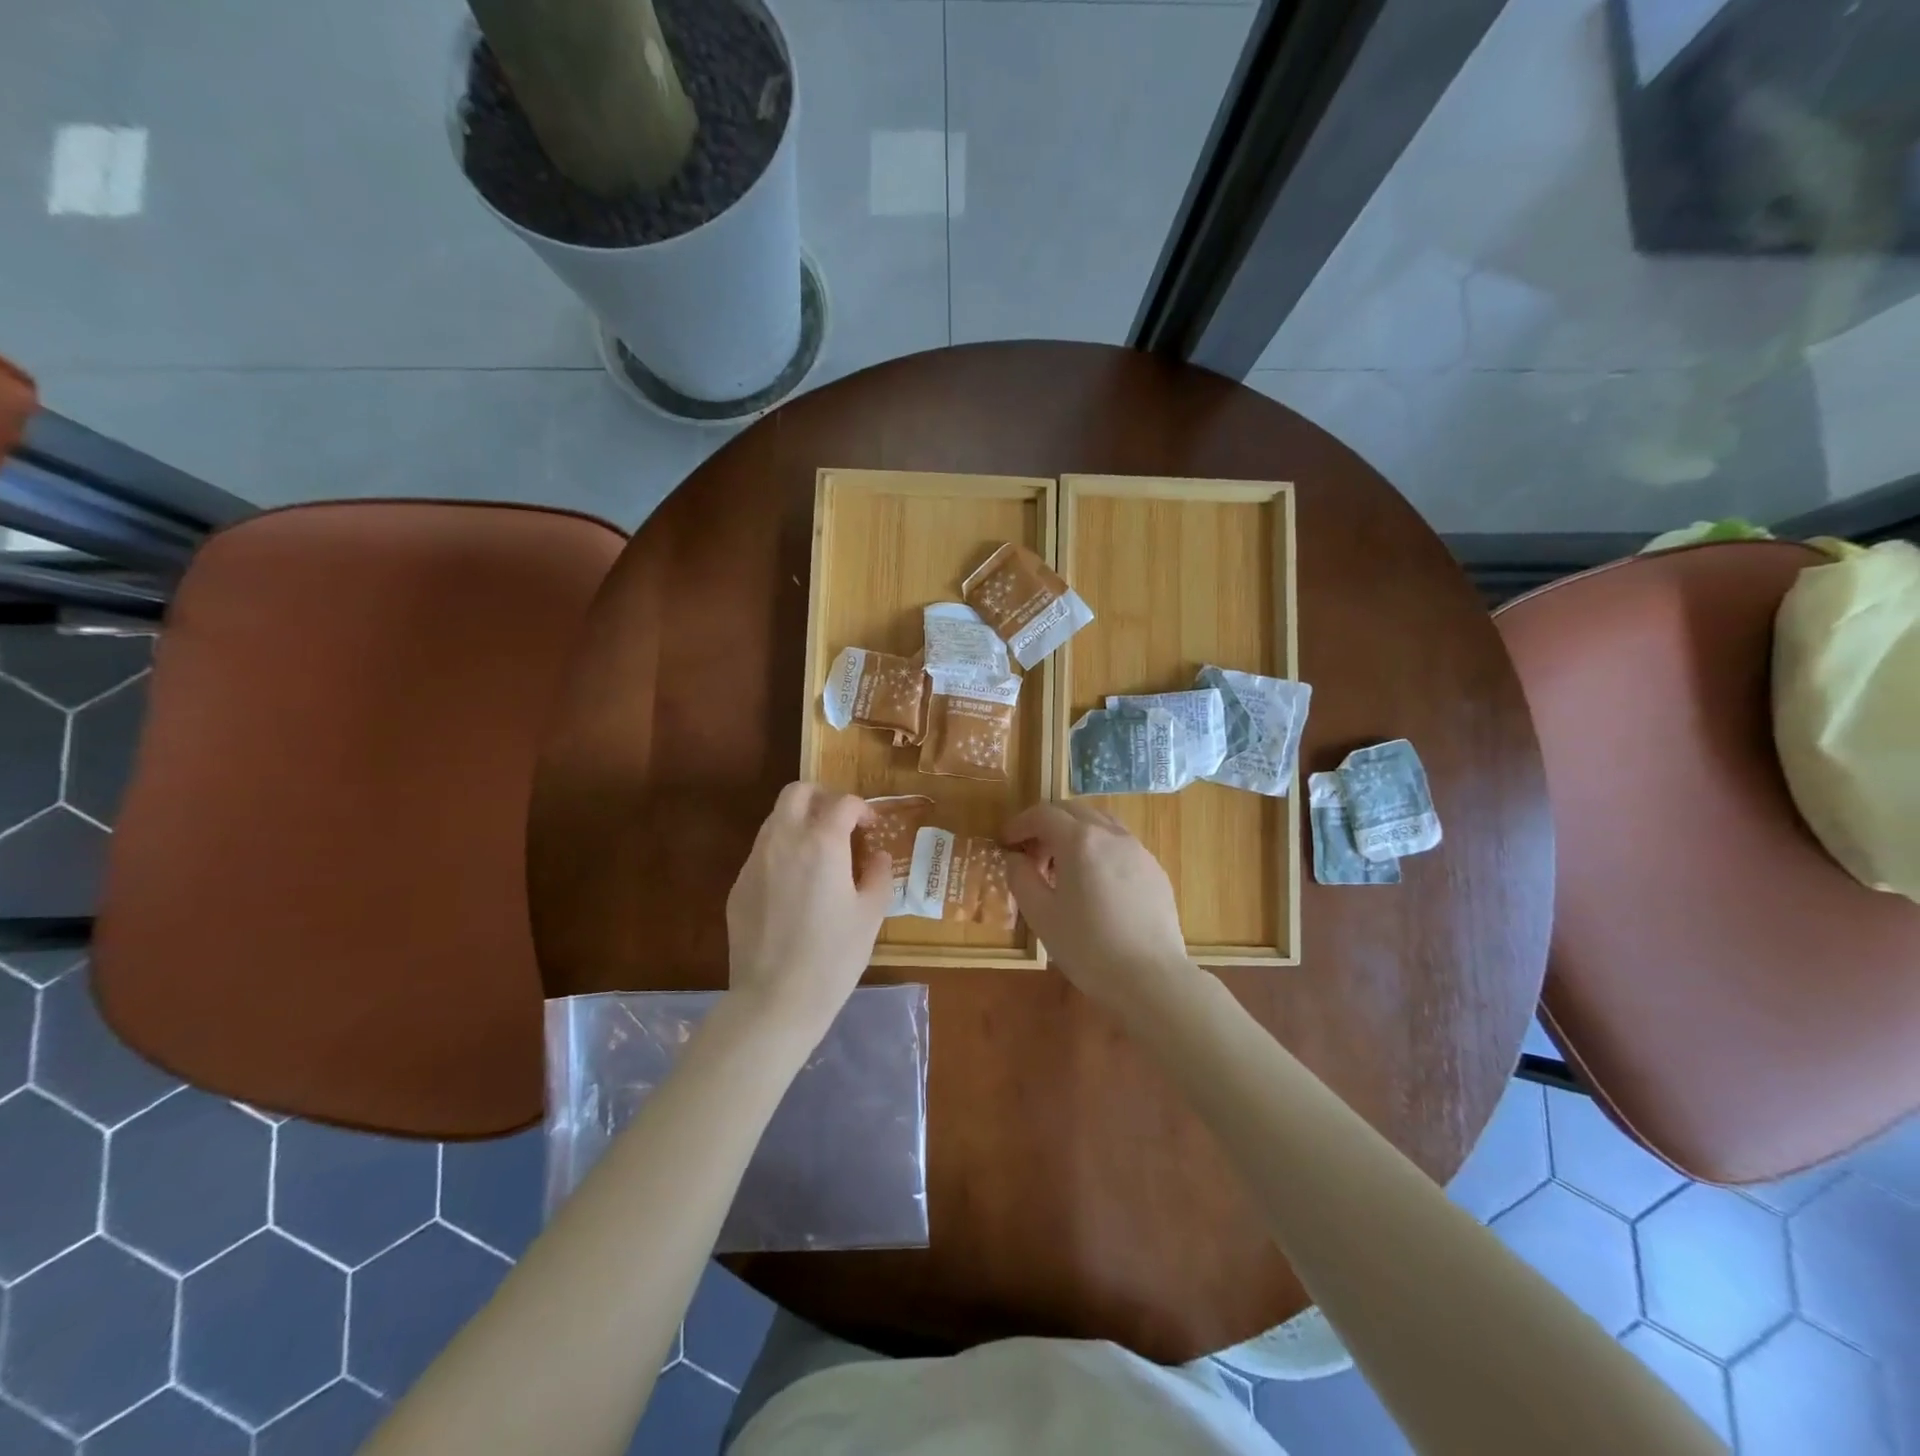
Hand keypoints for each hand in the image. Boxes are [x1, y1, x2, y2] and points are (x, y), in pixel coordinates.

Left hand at [725, 783, 891, 1045]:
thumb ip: (878, 875)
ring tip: (819, 853)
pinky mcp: (738, 886)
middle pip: (797, 792)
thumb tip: (876, 856)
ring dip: (800, 822)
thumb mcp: (871, 915)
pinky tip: (796, 886)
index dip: (862, 809)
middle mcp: (784, 840)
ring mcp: (755, 862)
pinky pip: (763, 852)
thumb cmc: (833, 957)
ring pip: (775, 819)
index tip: (871, 828)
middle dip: (822, 797)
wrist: (776, 999)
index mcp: (821, 842)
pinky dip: (783, 852)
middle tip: (840, 822)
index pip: (843, 802)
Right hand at [1002, 801, 1196, 1013]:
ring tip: (1063, 868)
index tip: (1006, 840)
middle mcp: (1111, 835)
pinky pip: (1120, 845)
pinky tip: (1095, 884)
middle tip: (1032, 853)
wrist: (1151, 978)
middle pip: (1073, 811)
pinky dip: (1099, 850)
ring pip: (1100, 824)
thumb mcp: (1040, 915)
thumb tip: (1015, 858)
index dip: (1020, 823)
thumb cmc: (1088, 947)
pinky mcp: (1155, 870)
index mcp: (1080, 840)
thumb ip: (1021, 878)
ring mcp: (1138, 850)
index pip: (1043, 814)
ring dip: (1075, 835)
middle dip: (1047, 825)